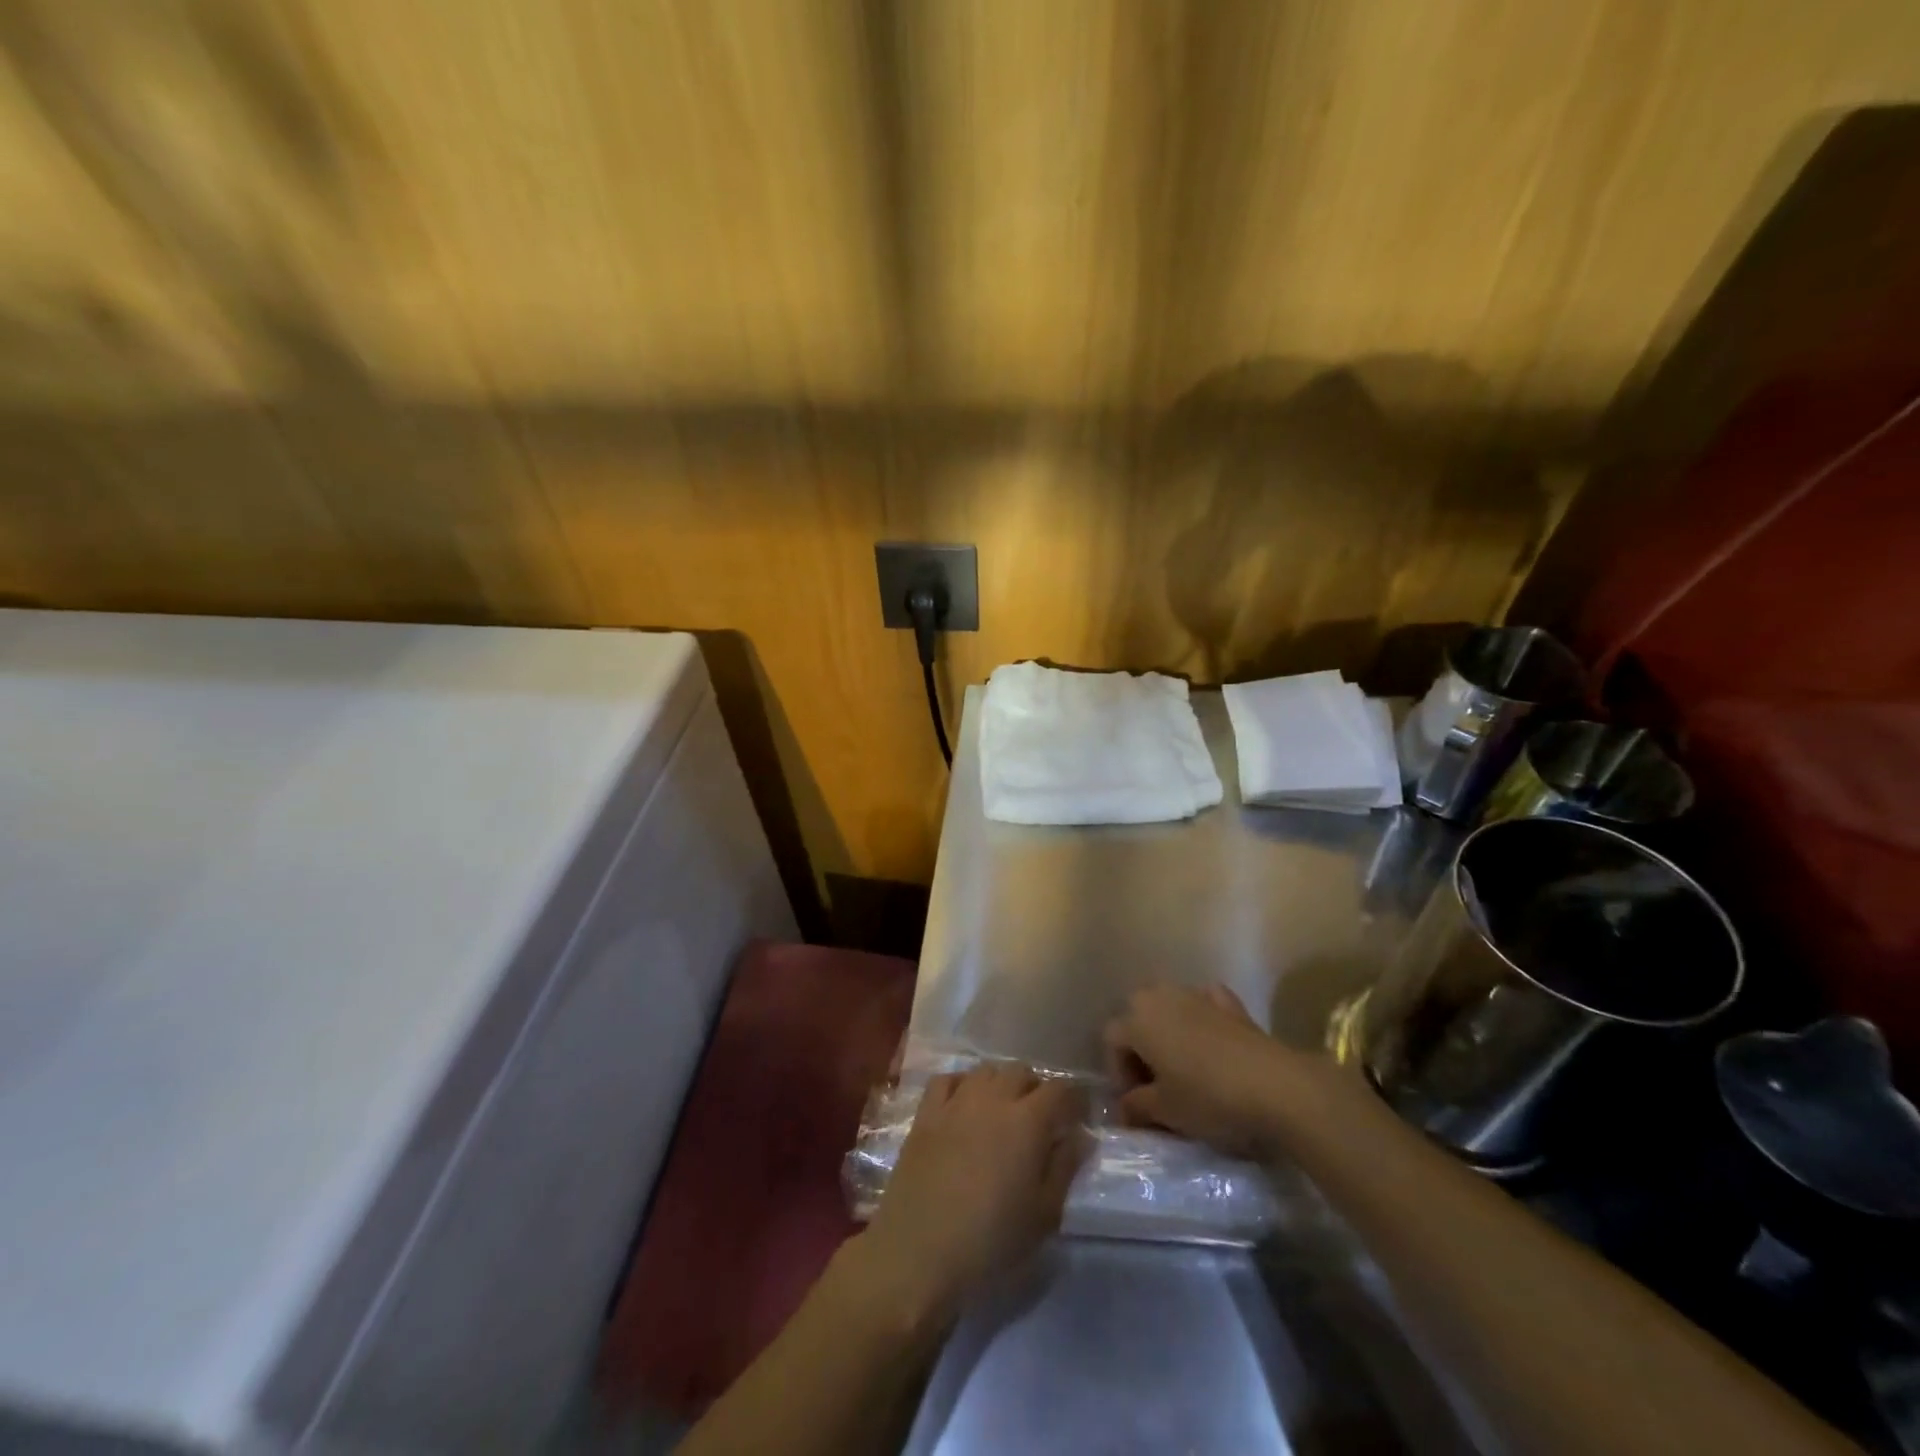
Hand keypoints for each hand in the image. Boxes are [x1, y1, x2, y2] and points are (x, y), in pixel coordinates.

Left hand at [854, 1064, 1088, 1326]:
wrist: (918, 1252)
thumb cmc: (990, 1241)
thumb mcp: (1043, 1216)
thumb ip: (1065, 1168)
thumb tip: (1080, 1136)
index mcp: (1028, 1121)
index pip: (1060, 1090)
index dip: (1074, 1099)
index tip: (1079, 1116)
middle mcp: (993, 1099)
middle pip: (1021, 1072)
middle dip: (1036, 1089)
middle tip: (1040, 1120)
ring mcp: (955, 1102)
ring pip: (986, 1071)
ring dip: (1001, 1084)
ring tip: (1003, 1111)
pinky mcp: (925, 1113)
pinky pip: (947, 1079)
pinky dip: (961, 1084)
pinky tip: (964, 1105)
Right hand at [1103, 984, 1297, 1158]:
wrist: (1274, 1085)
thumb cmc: (1208, 1097)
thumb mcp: (1165, 1111)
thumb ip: (1136, 1107)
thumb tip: (1125, 1108)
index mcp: (1138, 1020)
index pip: (1111, 1039)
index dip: (1118, 1071)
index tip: (1135, 1102)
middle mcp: (1161, 997)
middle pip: (1137, 1014)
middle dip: (1140, 1044)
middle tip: (1155, 1081)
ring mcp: (1196, 995)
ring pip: (1169, 1004)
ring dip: (1168, 1028)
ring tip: (1182, 1065)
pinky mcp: (1229, 1003)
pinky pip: (1204, 1002)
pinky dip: (1202, 1015)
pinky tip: (1210, 1039)